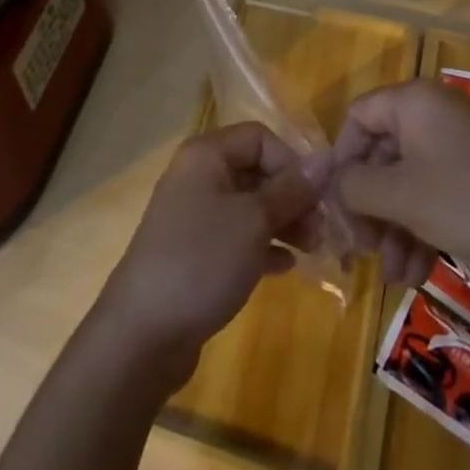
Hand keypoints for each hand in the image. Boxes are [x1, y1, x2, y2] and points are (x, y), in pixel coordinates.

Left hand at [95, 122, 320, 384]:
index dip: (290, 162)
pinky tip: (287, 267)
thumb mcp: (253, 221)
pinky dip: (263, 246)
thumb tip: (326, 159)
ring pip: (249, 206)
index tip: (315, 198)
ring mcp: (194, 215)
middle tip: (321, 231)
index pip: (259, 137)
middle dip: (292, 196)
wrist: (143, 332)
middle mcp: (198, 176)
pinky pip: (237, 236)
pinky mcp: (195, 251)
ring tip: (312, 250)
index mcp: (206, 155)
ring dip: (283, 222)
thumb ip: (291, 189)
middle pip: (255, 171)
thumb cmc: (202, 260)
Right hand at [332, 79, 469, 291]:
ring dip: (394, 225)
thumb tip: (332, 184)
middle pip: (382, 152)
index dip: (341, 159)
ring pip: (409, 178)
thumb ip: (355, 187)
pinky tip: (416, 272)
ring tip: (392, 274)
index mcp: (413, 102)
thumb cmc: (469, 202)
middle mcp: (433, 113)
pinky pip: (435, 190)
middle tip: (360, 248)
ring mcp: (459, 142)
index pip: (358, 117)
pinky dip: (421, 226)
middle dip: (369, 204)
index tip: (334, 205)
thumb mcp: (402, 197)